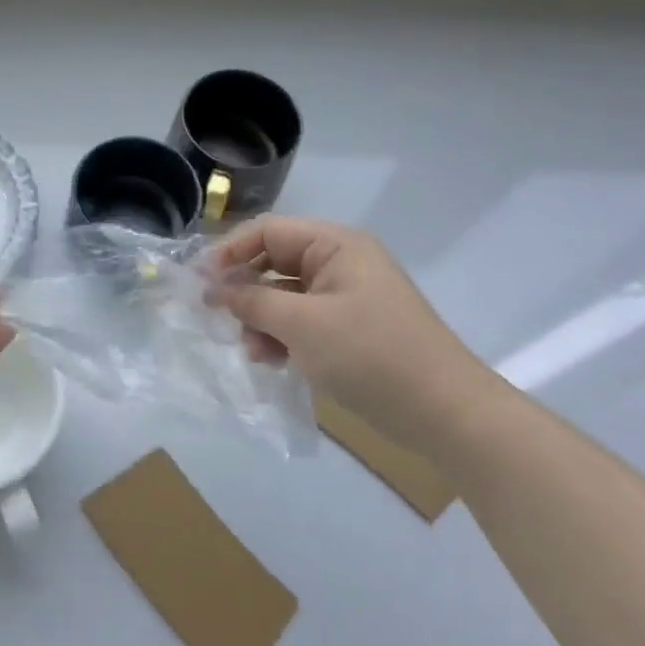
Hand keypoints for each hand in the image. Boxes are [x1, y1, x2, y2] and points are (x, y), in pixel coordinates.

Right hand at [213, 216, 498, 453]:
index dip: (229, 252)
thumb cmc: (371, 355)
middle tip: (217, 318)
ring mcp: (347, 296)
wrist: (446, 414)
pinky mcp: (350, 328)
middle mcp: (340, 262)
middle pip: (274, 262)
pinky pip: (302, 320)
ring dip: (262, 319)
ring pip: (284, 295)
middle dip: (245, 291)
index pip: (268, 232)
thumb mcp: (302, 324)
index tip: (199, 283)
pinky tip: (272, 361)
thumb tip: (211, 287)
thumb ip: (252, 300)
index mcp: (335, 245)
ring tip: (253, 351)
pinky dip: (283, 336)